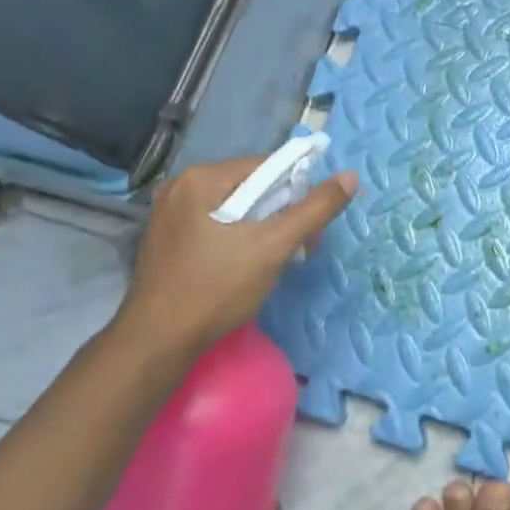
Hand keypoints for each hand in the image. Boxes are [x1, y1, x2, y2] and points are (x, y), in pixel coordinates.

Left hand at [109, 156, 357, 374]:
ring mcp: (167, 214)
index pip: (266, 167)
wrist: (158, 342)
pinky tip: (241, 266)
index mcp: (201, 178)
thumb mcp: (274, 246)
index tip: (309, 226)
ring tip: (271, 261)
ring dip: (260, 229)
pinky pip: (213, 226)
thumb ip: (315, 209)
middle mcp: (179, 187)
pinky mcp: (165, 240)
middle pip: (249, 188)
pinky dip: (235, 239)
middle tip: (297, 248)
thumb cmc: (217, 288)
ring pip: (233, 209)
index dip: (296, 192)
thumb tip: (350, 177)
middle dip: (279, 214)